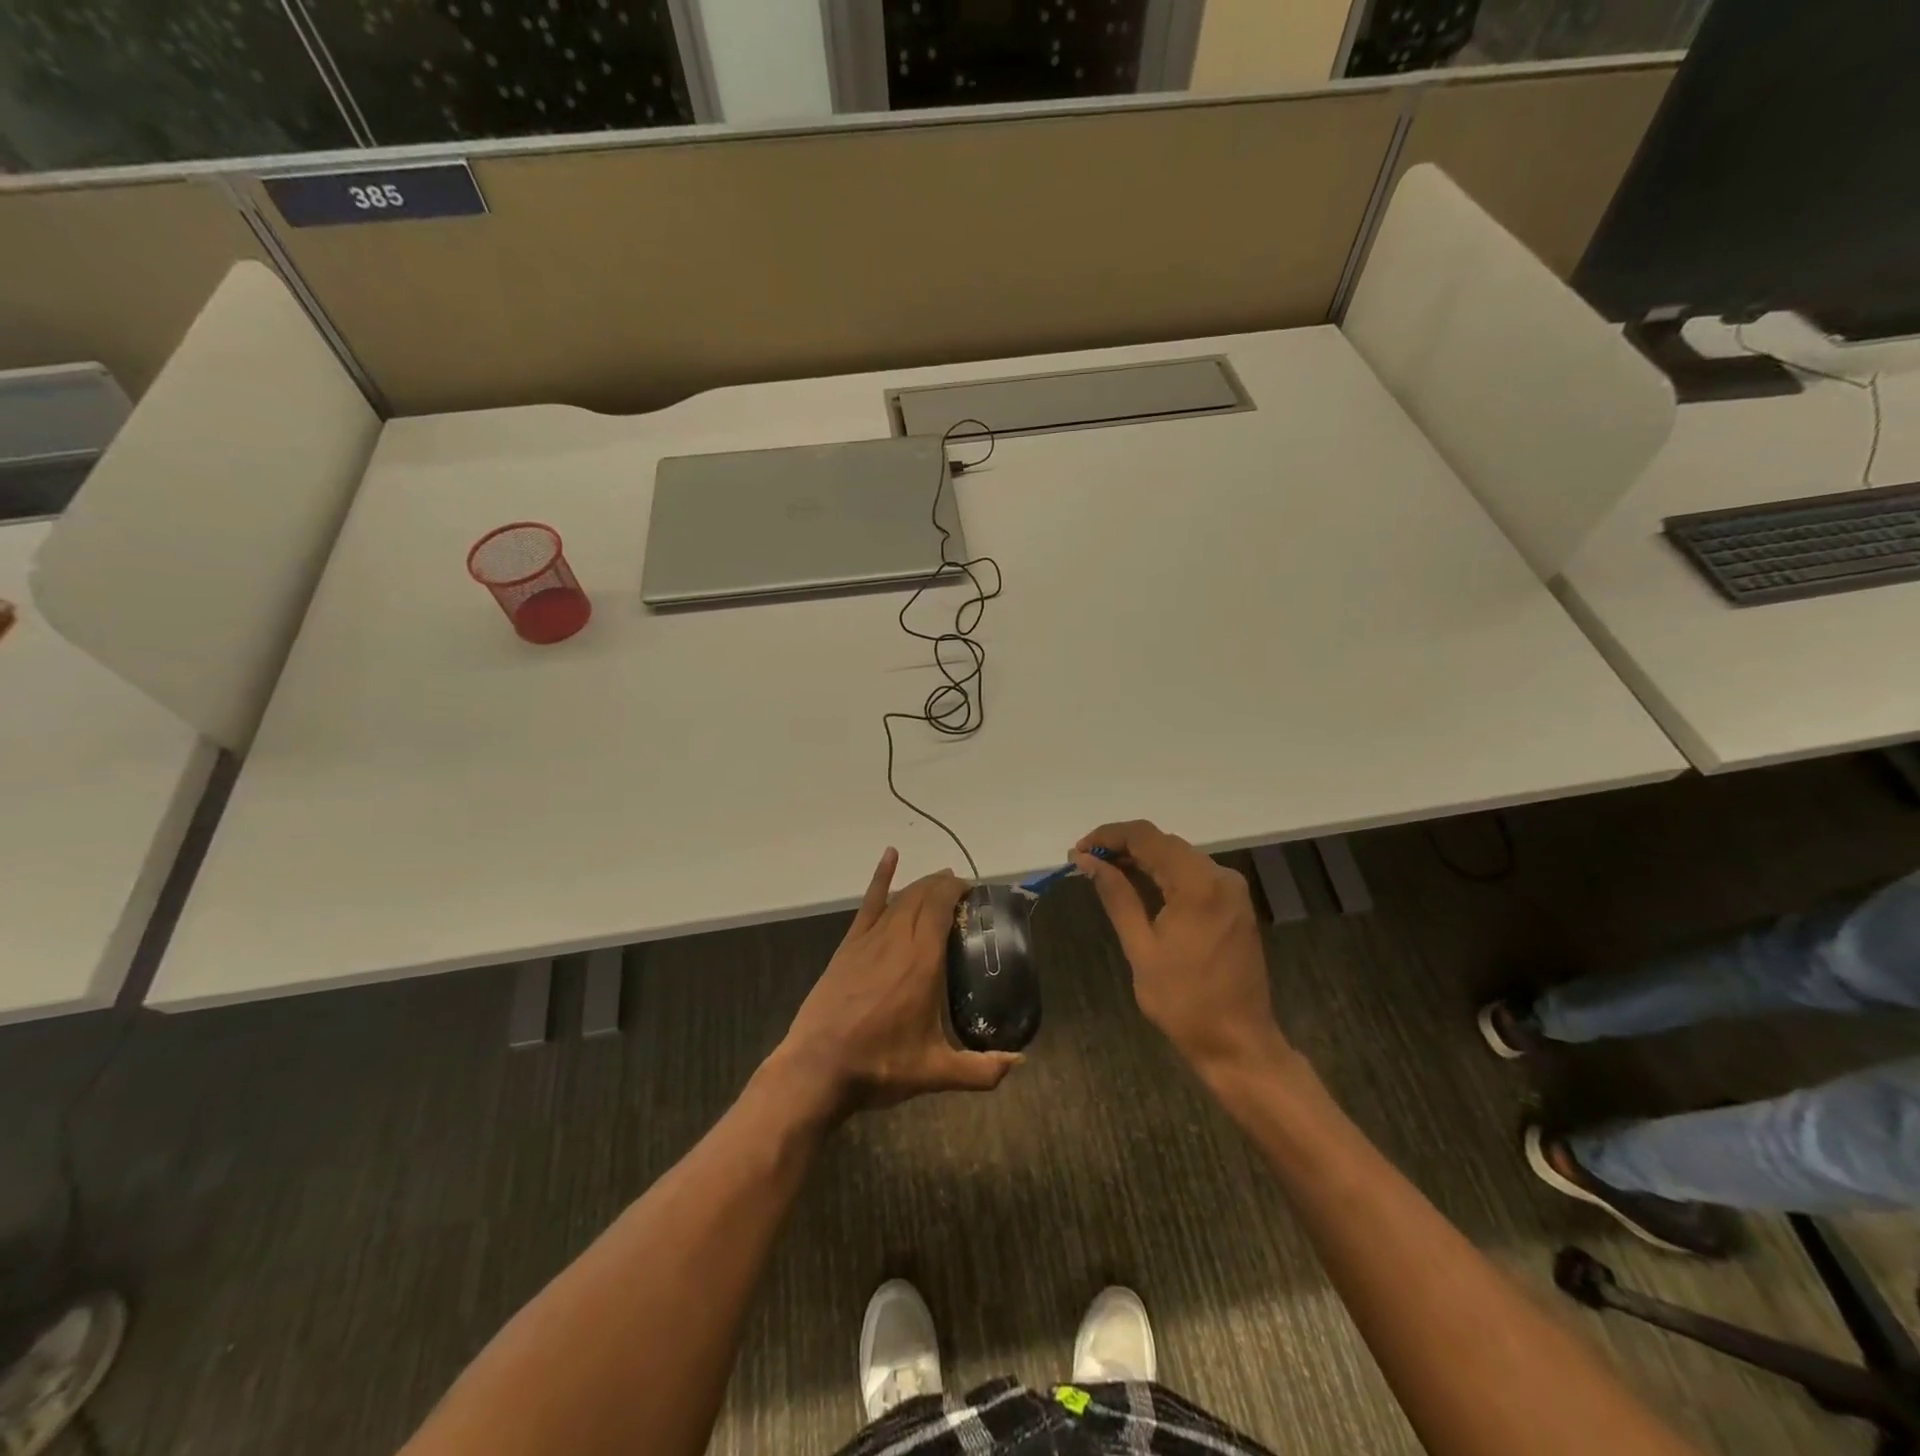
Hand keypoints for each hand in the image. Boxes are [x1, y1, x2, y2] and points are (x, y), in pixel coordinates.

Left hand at [773, 848, 1020, 1116]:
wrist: (818, 1069)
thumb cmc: (880, 1066)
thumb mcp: (936, 1073)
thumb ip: (982, 1070)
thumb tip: (1020, 1062)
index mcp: (923, 962)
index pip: (942, 908)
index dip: (958, 892)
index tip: (974, 891)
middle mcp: (898, 940)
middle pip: (924, 897)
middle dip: (945, 886)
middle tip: (963, 890)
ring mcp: (870, 940)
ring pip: (901, 898)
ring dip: (922, 885)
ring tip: (940, 881)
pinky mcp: (849, 947)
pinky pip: (868, 904)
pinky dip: (880, 878)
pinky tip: (890, 856)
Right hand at [1073, 821, 1287, 1077]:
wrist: (1238, 1041)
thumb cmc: (1184, 1000)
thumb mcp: (1141, 947)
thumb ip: (1116, 896)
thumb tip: (1087, 861)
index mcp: (1197, 884)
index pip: (1146, 837)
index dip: (1107, 836)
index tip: (1078, 852)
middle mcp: (1220, 876)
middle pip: (1163, 842)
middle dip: (1122, 846)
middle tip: (1085, 864)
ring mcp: (1231, 889)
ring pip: (1178, 855)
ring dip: (1141, 858)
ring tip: (1104, 872)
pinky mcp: (1234, 903)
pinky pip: (1192, 873)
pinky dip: (1163, 873)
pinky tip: (1138, 885)